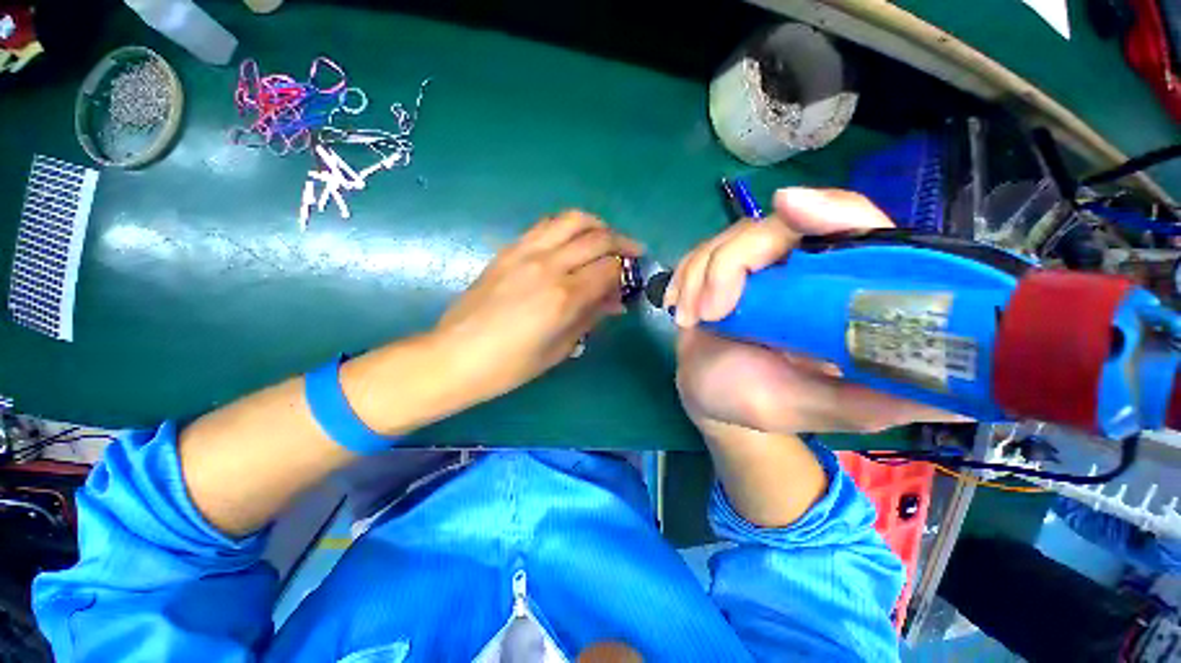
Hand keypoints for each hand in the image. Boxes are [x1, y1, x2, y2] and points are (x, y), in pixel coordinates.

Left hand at [434, 210, 641, 402]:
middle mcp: (549, 265)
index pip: (610, 268)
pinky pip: (546, 225)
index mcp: (564, 296)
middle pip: (597, 237)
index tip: (631, 281)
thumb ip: (590, 317)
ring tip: (605, 240)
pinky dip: (568, 226)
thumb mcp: (560, 348)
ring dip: (596, 225)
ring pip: (572, 219)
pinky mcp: (509, 249)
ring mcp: (526, 252)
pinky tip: (572, 241)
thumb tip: (615, 302)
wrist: (456, 356)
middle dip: (622, 242)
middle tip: (632, 254)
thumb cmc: (511, 365)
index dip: (626, 272)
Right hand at [668, 188, 962, 435]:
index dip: (829, 211)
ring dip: (701, 278)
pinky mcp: (715, 272)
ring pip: (726, 241)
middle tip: (713, 312)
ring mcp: (753, 268)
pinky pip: (697, 256)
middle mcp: (799, 268)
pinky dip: (684, 278)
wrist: (714, 397)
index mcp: (839, 291)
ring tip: (692, 320)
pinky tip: (680, 308)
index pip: (854, 227)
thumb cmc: (767, 401)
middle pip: (772, 228)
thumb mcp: (829, 408)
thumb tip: (963, 390)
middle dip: (730, 265)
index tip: (790, 208)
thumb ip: (881, 397)